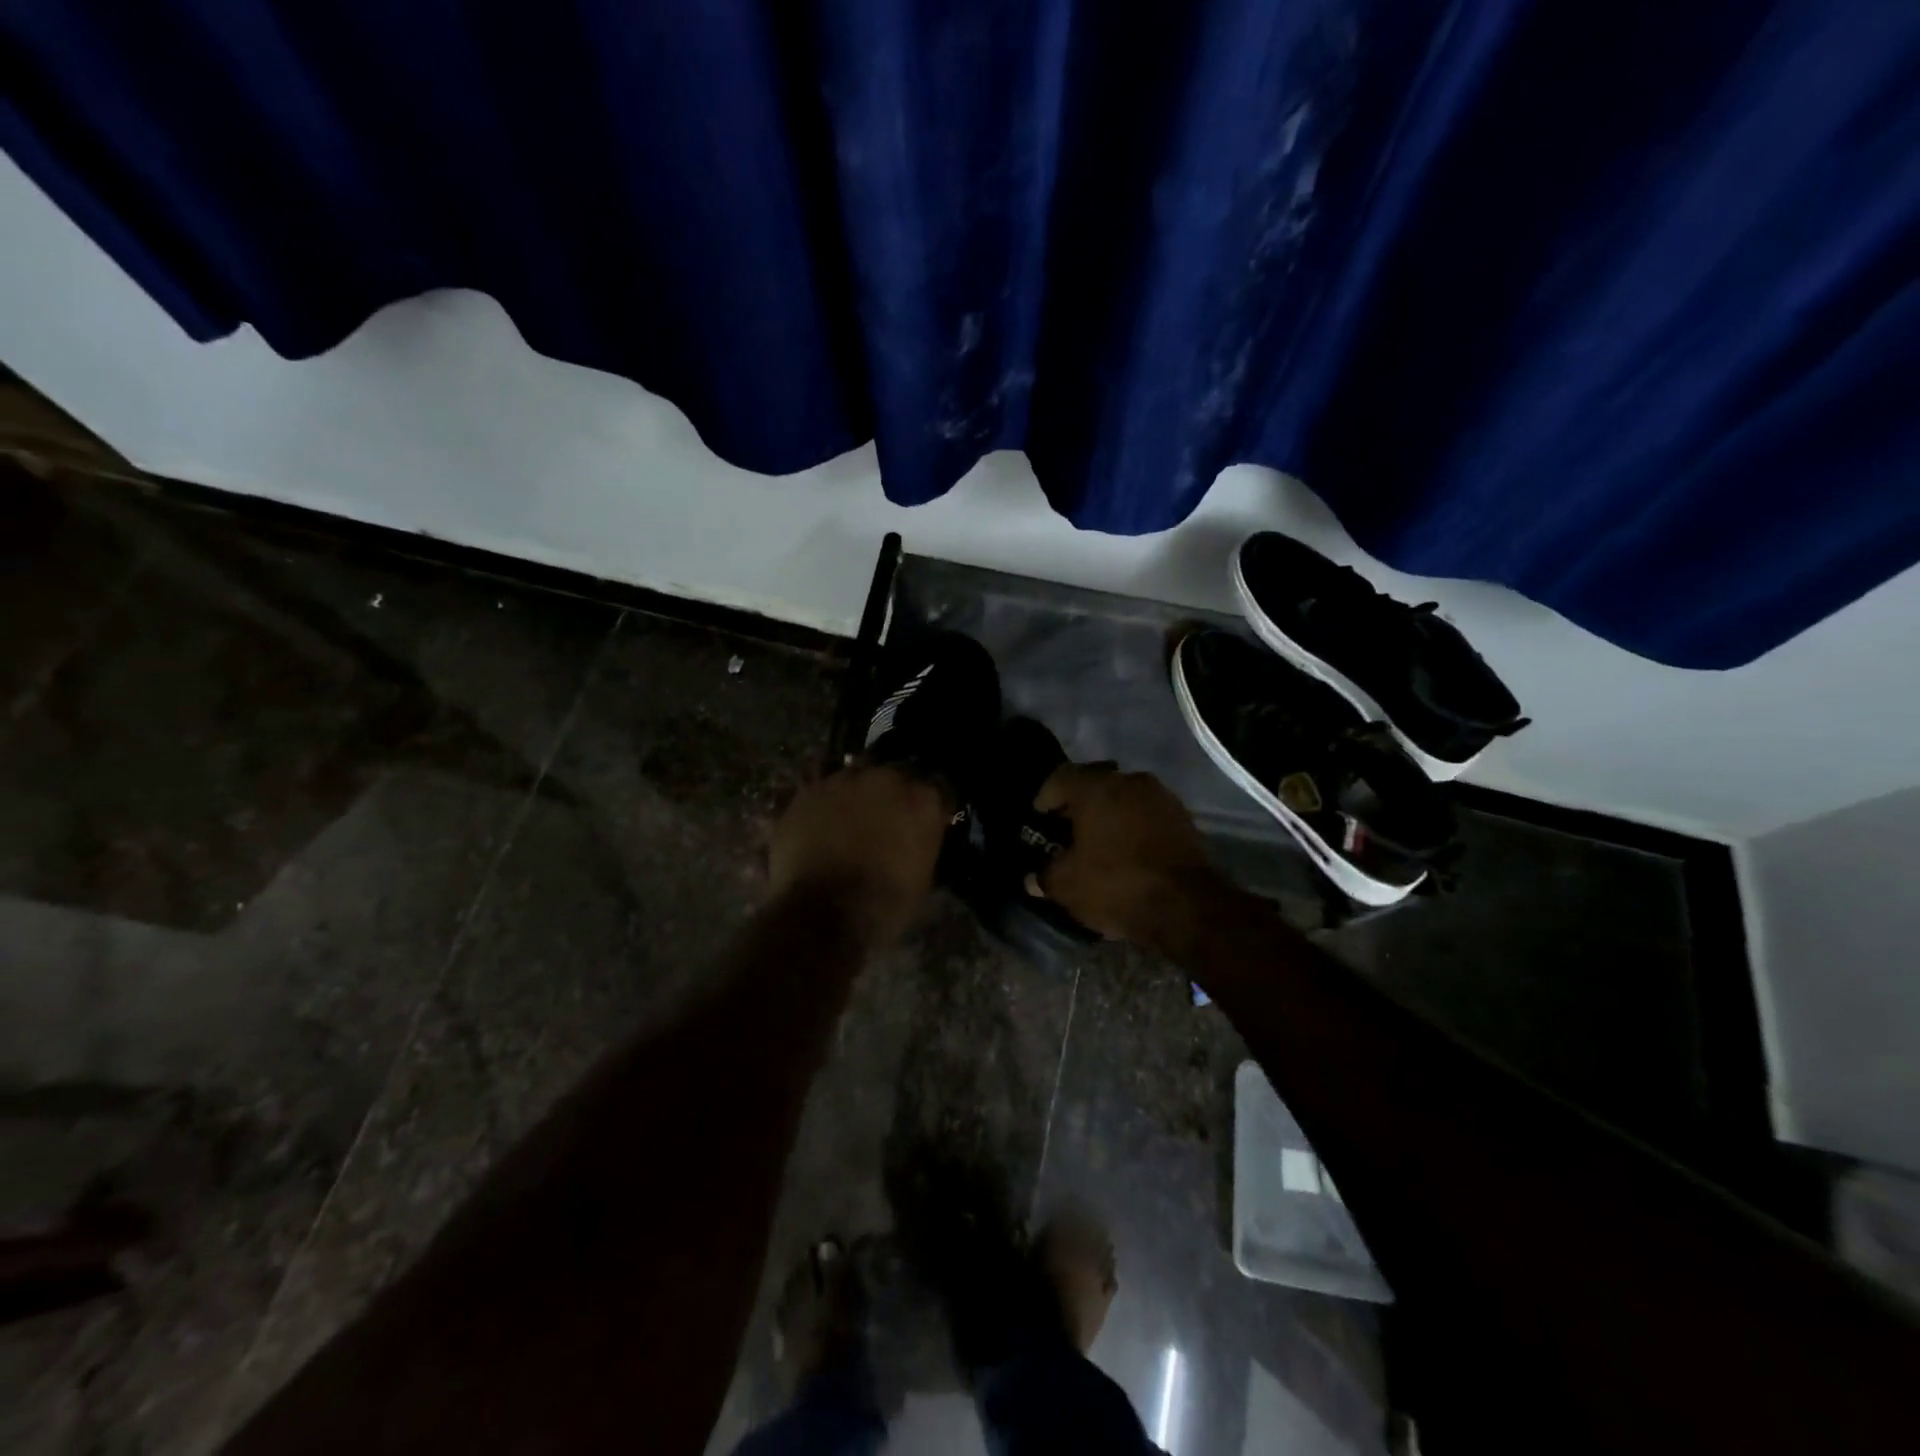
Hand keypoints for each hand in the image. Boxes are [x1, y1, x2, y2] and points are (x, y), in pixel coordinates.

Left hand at [770, 766, 951, 946]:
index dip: (928, 806)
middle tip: (884, 821)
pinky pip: (821, 796)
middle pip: (892, 777)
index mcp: (921, 798)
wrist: (823, 915)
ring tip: (847, 825)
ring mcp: (841, 781)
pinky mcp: (805, 794)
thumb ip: (922, 840)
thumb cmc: (884, 904)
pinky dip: (822, 811)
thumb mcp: (922, 874)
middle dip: (890, 796)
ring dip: (854, 798)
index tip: (925, 820)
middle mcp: (883, 778)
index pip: (937, 787)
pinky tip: (819, 833)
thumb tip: (914, 836)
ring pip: (853, 781)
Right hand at [1033, 764, 1219, 943]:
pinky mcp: (1184, 818)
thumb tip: (1032, 878)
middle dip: (1079, 805)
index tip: (1039, 818)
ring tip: (1099, 842)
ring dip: (1110, 814)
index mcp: (1095, 787)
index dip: (1045, 798)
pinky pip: (1147, 815)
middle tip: (1067, 830)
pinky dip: (1134, 827)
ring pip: (1124, 798)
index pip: (1059, 778)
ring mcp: (1161, 797)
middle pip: (1094, 784)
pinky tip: (1128, 850)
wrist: (1187, 906)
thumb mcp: (1067, 886)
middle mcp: (1129, 781)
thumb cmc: (1116, 885)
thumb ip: (1044, 876)